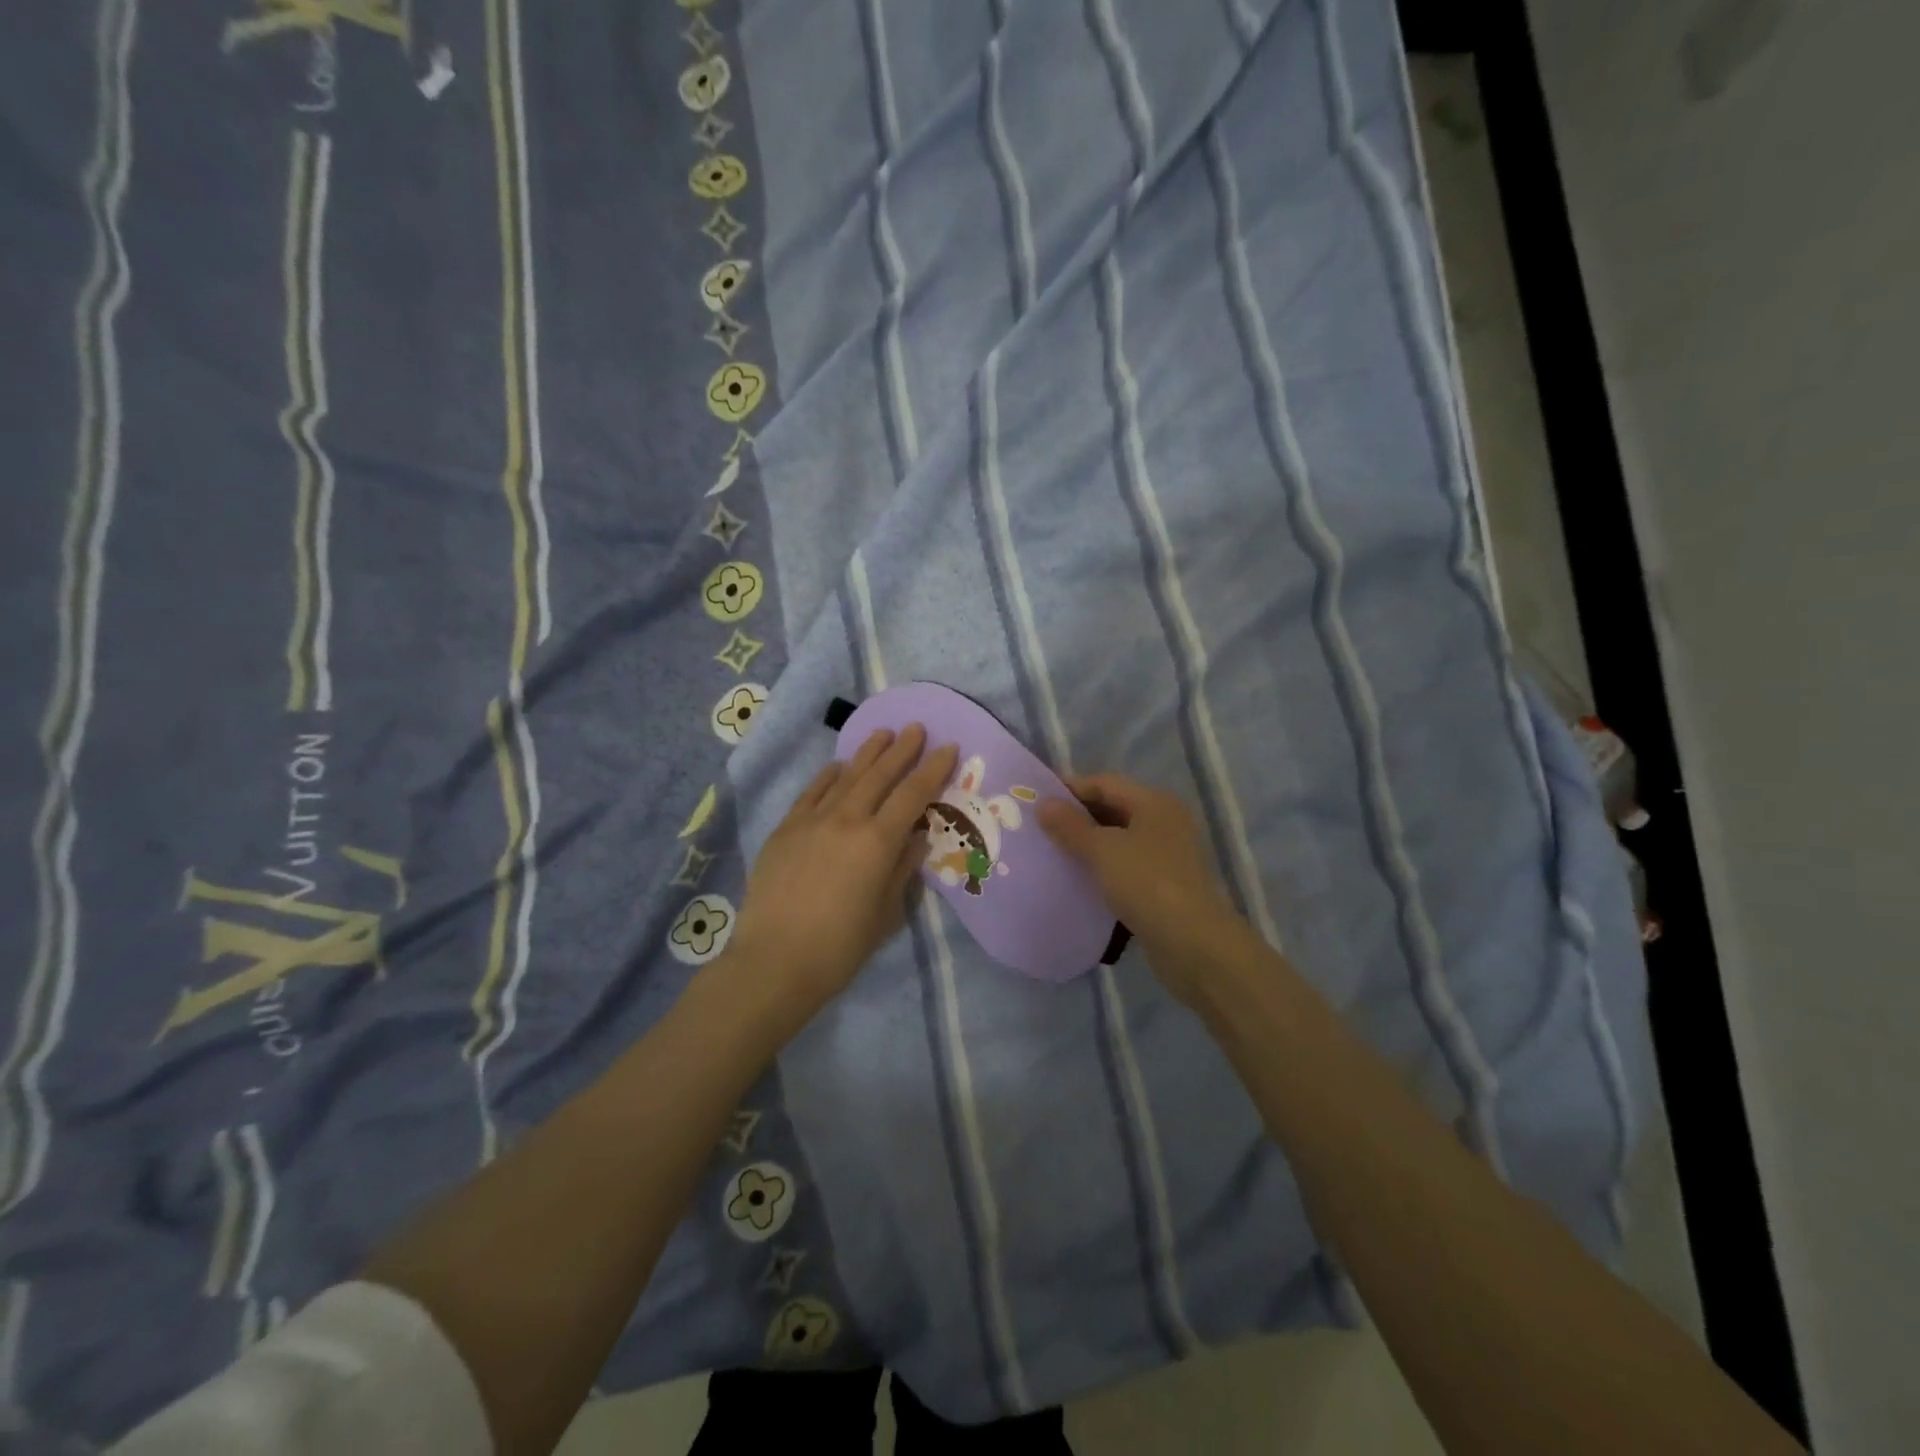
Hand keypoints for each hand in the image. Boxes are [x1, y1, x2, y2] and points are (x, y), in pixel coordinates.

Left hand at [729, 726, 957, 1022]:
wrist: (775, 961)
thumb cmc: (840, 947)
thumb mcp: (886, 913)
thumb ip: (903, 869)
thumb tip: (916, 838)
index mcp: (878, 842)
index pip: (913, 795)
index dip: (933, 769)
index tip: (948, 747)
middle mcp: (847, 820)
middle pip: (880, 775)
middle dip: (902, 750)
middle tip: (916, 728)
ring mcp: (812, 820)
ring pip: (846, 776)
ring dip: (867, 753)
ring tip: (883, 733)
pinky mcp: (785, 829)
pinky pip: (812, 792)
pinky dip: (829, 776)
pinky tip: (838, 766)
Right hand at [1040, 773, 1256, 1005]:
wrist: (1192, 944)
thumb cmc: (1146, 883)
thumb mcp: (1102, 850)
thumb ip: (1070, 826)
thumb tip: (1043, 804)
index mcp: (1155, 802)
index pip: (1105, 783)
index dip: (1070, 789)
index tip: (1036, 800)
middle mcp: (1165, 822)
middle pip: (1114, 809)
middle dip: (1077, 818)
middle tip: (1039, 829)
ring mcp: (1168, 855)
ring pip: (1119, 841)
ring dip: (1089, 846)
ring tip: (1052, 855)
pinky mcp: (1165, 886)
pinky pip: (1126, 868)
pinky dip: (1103, 870)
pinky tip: (1078, 882)